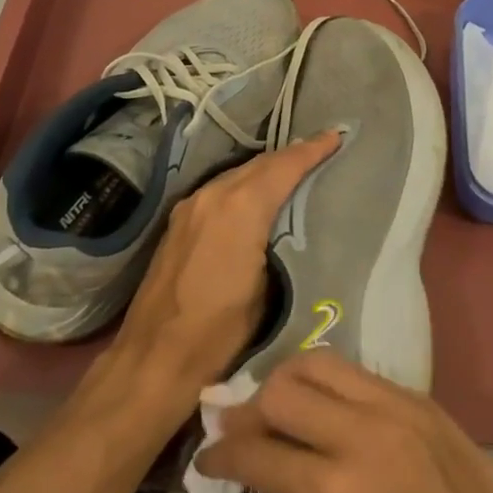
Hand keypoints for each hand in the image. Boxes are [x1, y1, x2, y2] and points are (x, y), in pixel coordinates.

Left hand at [110, 131, 340, 395]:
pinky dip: (244, 184)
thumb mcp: (268, 289)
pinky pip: (220, 188)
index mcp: (240, 208)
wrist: (155, 356)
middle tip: (321, 150)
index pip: (283, 167)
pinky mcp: (179, 221)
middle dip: (291, 155)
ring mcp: (191, 206)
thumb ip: (281, 243)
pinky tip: (256, 195)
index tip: (336, 137)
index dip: (312, 150)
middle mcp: (213, 195)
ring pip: (237, 173)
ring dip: (266, 168)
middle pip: (259, 163)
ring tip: (295, 169)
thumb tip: (294, 224)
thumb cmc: (220, 331)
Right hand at [195, 351, 492, 492]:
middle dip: (249, 408)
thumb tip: (268, 464)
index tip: (207, 457)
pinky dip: (328, 384)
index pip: (257, 451)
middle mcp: (356, 433)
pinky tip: (324, 403)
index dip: (222, 454)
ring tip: (277, 399)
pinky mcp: (415, 395)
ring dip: (286, 380)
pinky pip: (355, 373)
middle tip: (239, 424)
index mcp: (332, 491)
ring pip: (317, 363)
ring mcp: (390, 405)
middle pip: (280, 391)